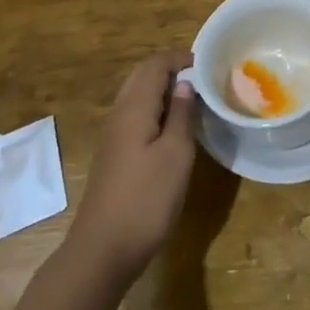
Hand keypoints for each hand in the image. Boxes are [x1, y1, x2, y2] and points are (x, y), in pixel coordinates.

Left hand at [67, 51, 198, 281]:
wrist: (102, 251)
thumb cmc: (146, 199)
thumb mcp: (176, 154)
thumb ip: (181, 115)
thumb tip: (185, 84)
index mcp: (134, 107)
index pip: (154, 64)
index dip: (180, 58)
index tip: (207, 64)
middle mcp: (119, 114)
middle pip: (142, 76)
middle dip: (170, 70)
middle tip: (201, 79)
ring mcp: (112, 137)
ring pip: (136, 96)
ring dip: (162, 90)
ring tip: (191, 101)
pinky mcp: (113, 157)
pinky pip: (134, 117)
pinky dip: (154, 110)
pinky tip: (171, 130)